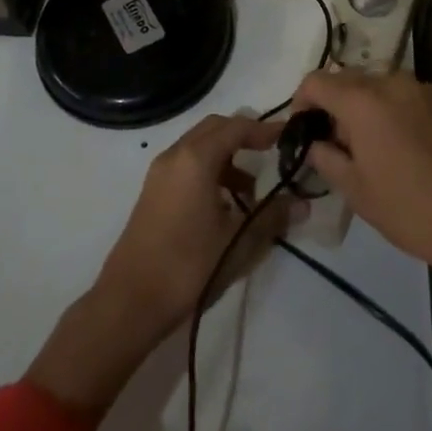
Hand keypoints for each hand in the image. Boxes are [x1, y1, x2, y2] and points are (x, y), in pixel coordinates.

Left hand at [95, 112, 287, 337]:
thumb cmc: (188, 265)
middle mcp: (175, 155)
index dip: (264, 129)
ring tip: (249, 194)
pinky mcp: (152, 192)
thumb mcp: (238, 241)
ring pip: (199, 147)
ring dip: (227, 158)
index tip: (288, 137)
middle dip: (244, 137)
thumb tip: (303, 204)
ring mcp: (159, 173)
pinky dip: (209, 171)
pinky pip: (187, 165)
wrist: (129, 302)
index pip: (236, 127)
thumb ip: (272, 217)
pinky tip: (222, 207)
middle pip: (215, 129)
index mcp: (196, 158)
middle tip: (270, 154)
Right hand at [294, 71, 431, 343]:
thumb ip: (326, 158)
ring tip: (387, 145)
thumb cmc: (411, 211)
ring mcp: (430, 87)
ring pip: (390, 87)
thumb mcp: (356, 191)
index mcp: (363, 101)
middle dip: (341, 104)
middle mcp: (395, 82)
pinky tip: (423, 147)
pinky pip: (421, 97)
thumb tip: (316, 142)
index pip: (318, 81)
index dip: (303, 99)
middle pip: (354, 80)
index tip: (306, 124)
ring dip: (378, 107)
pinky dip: (411, 112)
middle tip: (344, 141)